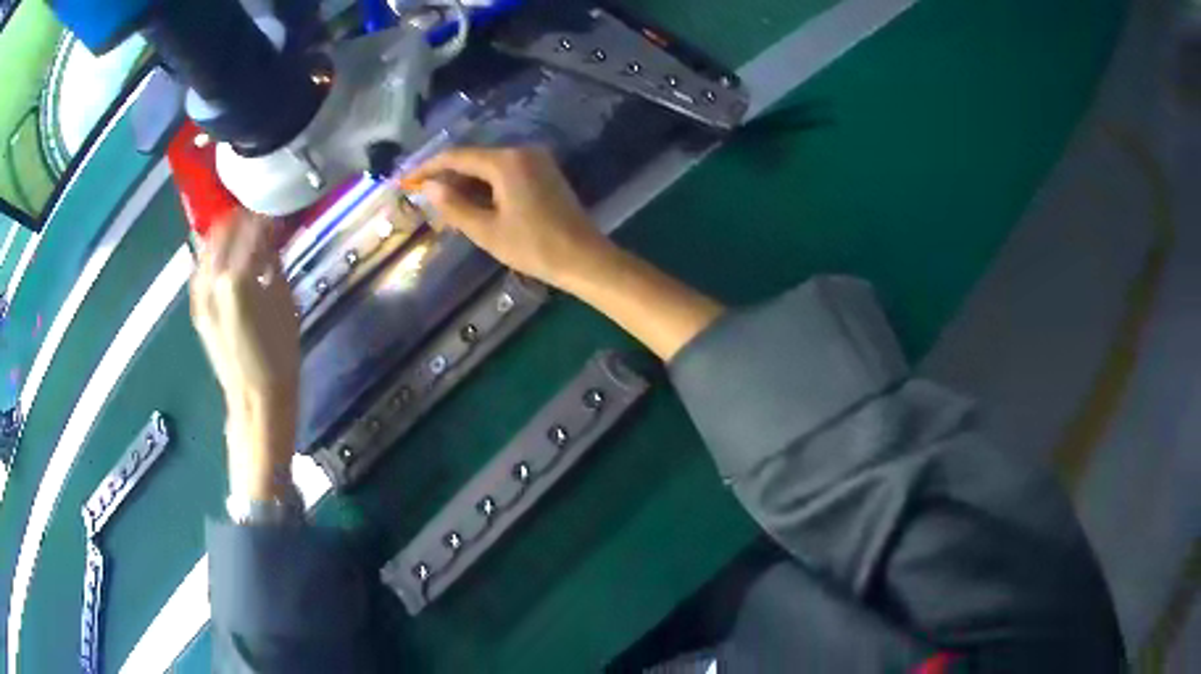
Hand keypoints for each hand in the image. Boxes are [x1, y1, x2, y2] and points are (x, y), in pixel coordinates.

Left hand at [190, 212, 298, 499]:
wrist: (254, 401)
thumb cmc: (280, 355)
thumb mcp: (285, 301)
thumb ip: (273, 262)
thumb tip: (271, 238)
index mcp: (237, 276)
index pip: (251, 226)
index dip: (266, 214)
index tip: (279, 209)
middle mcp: (212, 278)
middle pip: (224, 229)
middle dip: (243, 218)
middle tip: (261, 216)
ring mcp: (200, 293)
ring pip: (209, 245)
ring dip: (226, 233)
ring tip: (244, 233)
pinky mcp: (197, 306)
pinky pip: (202, 267)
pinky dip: (214, 254)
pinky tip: (227, 259)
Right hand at [409, 146, 722, 360]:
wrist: (584, 258)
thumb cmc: (534, 247)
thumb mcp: (487, 230)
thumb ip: (454, 206)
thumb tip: (429, 188)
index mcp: (506, 161)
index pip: (456, 157)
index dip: (427, 168)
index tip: (405, 181)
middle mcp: (521, 152)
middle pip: (473, 159)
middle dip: (446, 178)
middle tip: (421, 199)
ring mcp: (536, 161)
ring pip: (488, 167)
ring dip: (464, 184)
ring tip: (442, 207)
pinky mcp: (544, 173)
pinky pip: (505, 174)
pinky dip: (485, 187)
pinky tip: (470, 205)